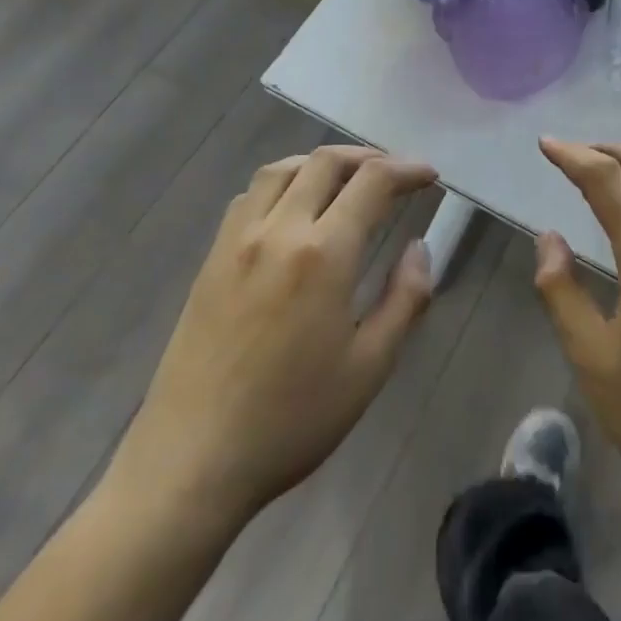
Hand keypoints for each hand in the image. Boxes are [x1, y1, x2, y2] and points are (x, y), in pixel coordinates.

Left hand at [106, 146, 436, 529]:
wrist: (191, 462)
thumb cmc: (291, 420)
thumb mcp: (368, 368)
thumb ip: (404, 299)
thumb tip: (420, 247)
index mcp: (323, 254)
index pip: (372, 182)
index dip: (406, 170)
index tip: (429, 176)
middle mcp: (278, 230)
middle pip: (325, 162)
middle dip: (367, 157)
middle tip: (394, 175)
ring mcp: (237, 240)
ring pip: (281, 169)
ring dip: (320, 163)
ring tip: (345, 180)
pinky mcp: (211, 258)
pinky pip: (249, 196)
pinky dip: (281, 183)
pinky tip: (291, 209)